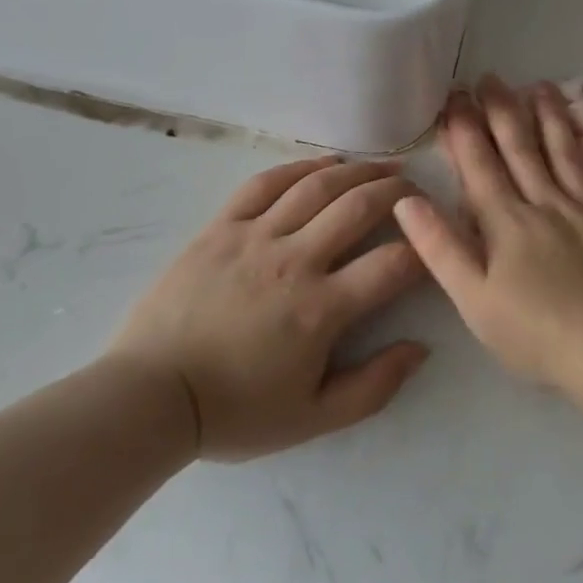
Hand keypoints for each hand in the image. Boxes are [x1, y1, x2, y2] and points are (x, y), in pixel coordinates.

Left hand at [108, 157, 429, 460]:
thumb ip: (375, 387)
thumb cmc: (235, 411)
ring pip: (317, 186)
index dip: (424, 248)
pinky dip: (301, 166)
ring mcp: (255, 237)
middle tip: (415, 189)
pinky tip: (325, 163)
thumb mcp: (313, 418)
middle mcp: (295, 261)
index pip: (392, 264)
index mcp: (321, 308)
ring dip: (358, 170)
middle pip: (360, 207)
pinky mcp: (222, 227)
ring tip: (382, 166)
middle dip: (398, 192)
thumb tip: (421, 348)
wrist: (150, 397)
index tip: (432, 243)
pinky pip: (266, 183)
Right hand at [395, 78, 582, 392]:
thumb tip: (406, 200)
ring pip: (569, 153)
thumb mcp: (472, 299)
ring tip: (542, 86)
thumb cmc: (534, 334)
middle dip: (503, 111)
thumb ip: (440, 247)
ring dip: (553, 117)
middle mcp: (548, 203)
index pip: (480, 165)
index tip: (454, 96)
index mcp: (508, 222)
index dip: (465, 129)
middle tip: (492, 78)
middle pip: (522, 149)